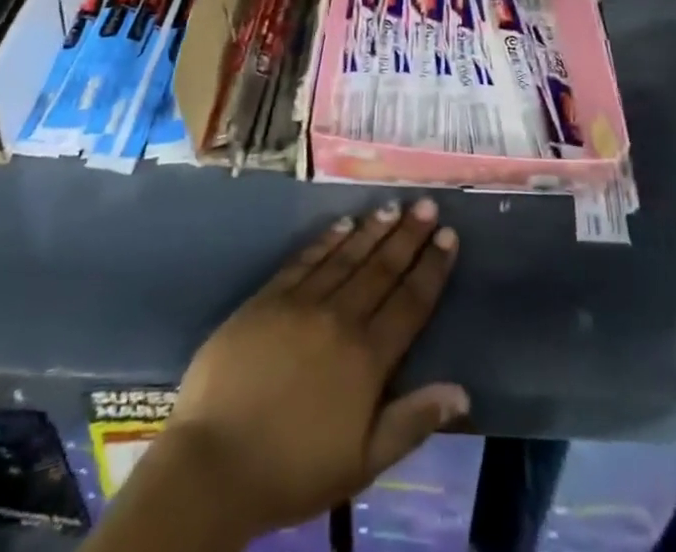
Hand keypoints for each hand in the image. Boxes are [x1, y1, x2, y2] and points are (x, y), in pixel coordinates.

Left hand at [161, 199, 464, 540]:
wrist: (214, 463)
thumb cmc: (293, 471)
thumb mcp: (362, 463)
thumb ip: (412, 422)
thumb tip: (461, 392)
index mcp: (368, 358)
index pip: (410, 302)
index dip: (432, 268)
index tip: (449, 235)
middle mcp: (340, 319)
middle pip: (382, 269)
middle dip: (409, 235)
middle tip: (427, 204)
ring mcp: (302, 303)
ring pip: (347, 256)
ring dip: (373, 229)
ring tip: (393, 206)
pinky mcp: (268, 298)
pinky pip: (306, 259)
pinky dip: (328, 239)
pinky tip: (343, 222)